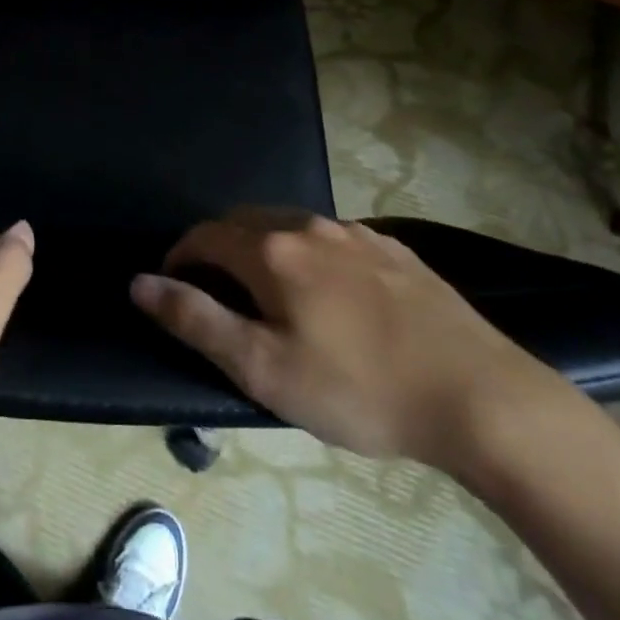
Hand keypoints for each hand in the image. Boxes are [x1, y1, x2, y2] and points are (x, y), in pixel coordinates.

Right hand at [131, 211, 561, 469]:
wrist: (480, 396)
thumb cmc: (359, 389)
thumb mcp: (264, 369)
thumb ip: (195, 320)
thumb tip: (140, 282)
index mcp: (272, 250)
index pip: (203, 235)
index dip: (178, 258)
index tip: (172, 288)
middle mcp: (309, 226)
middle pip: (243, 222)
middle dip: (217, 249)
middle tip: (215, 294)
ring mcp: (357, 233)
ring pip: (289, 226)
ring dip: (262, 249)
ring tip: (267, 293)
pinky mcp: (394, 249)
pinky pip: (331, 238)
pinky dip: (307, 254)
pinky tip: (328, 293)